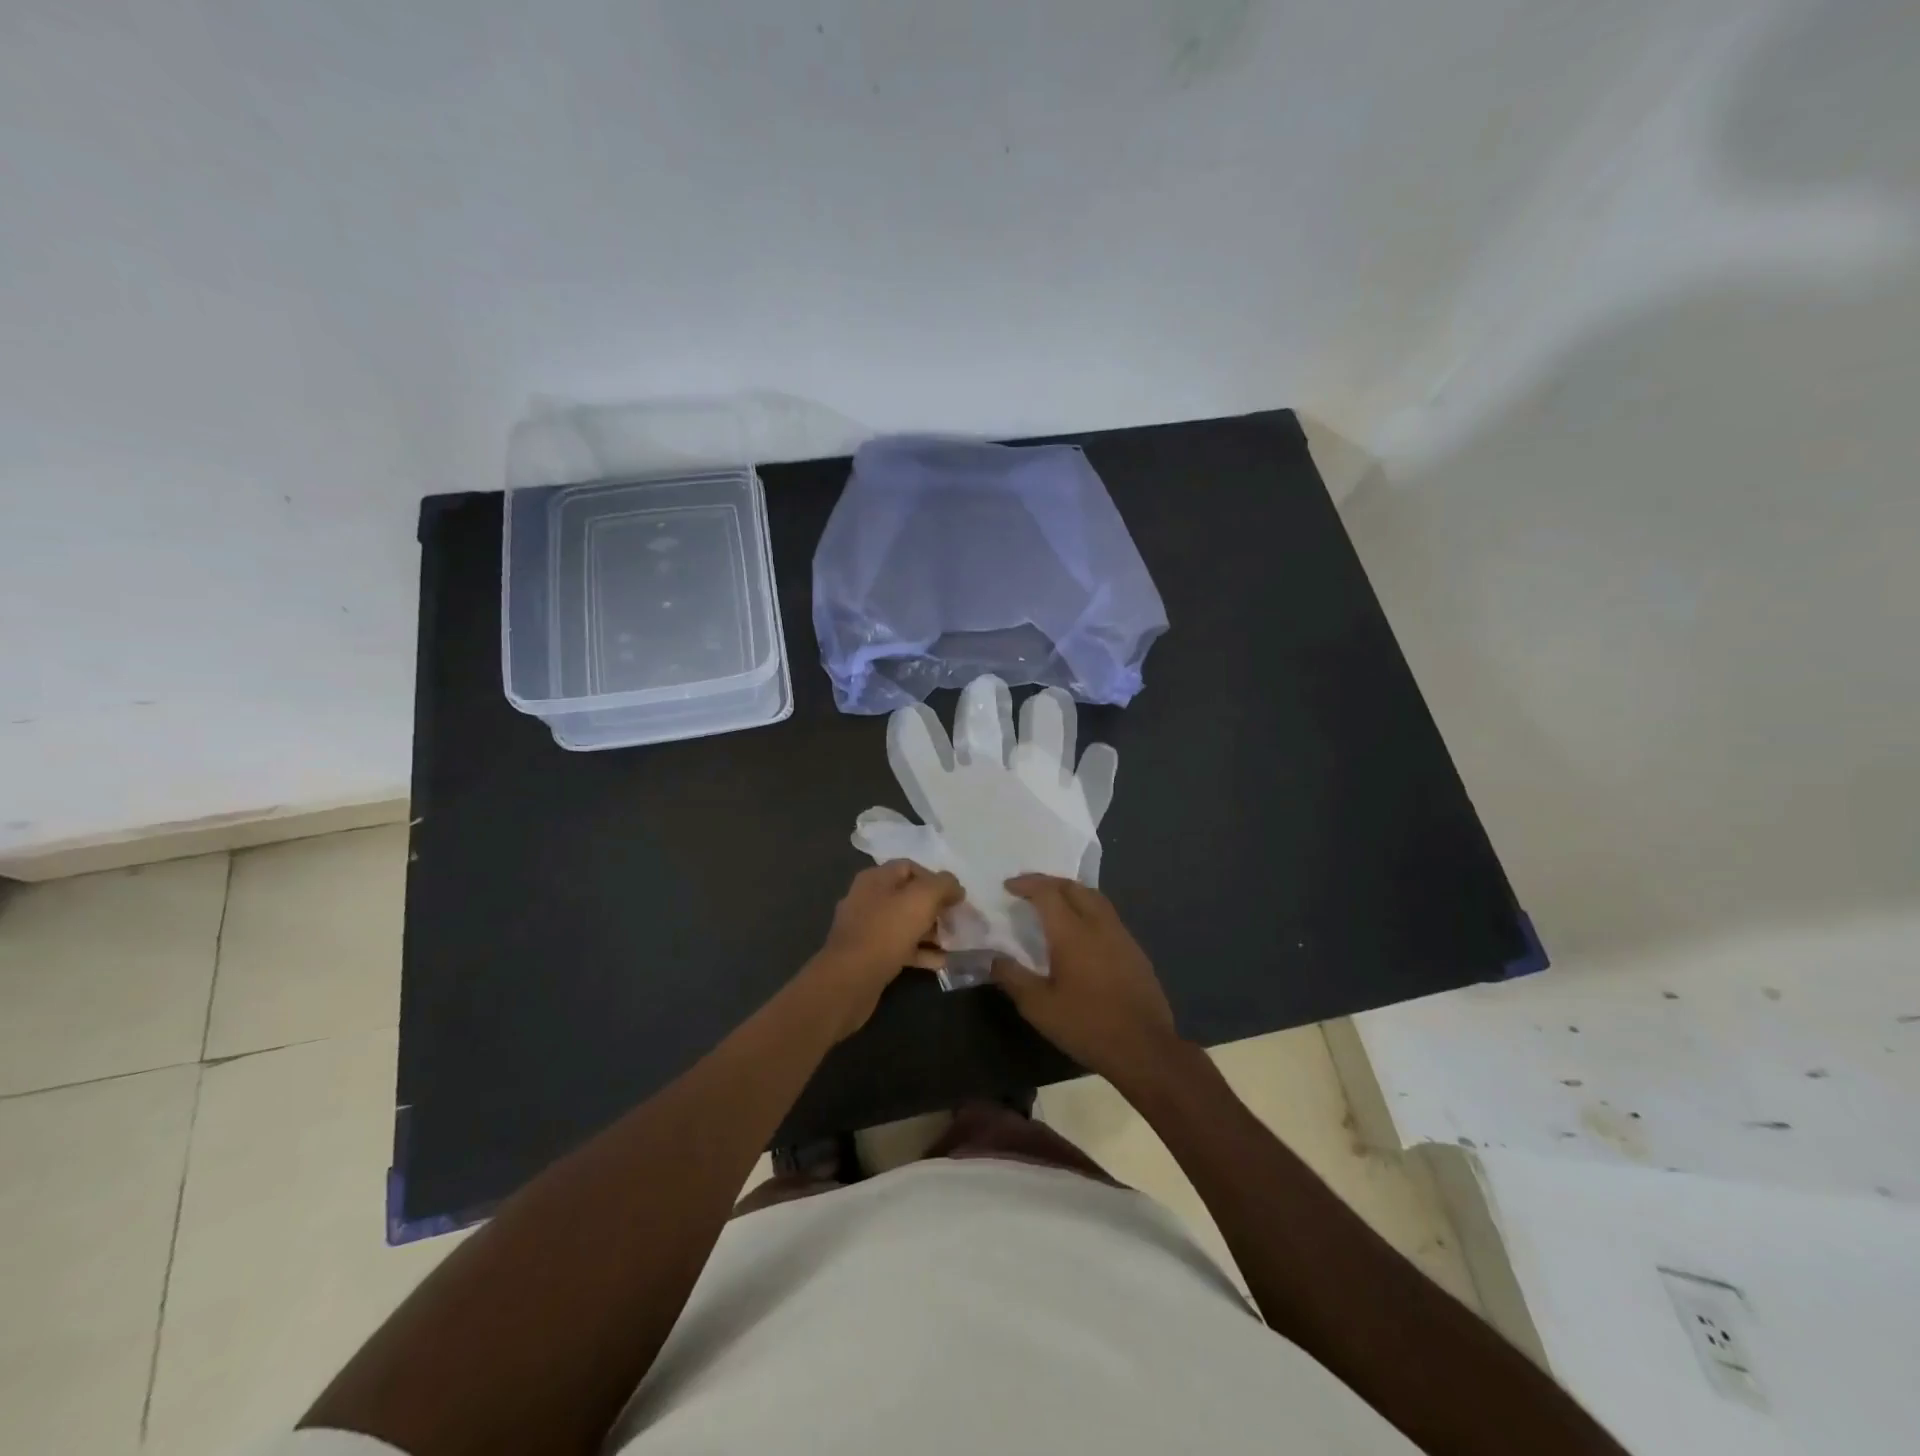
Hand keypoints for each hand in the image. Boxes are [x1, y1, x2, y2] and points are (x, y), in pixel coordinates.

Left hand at [807, 860, 963, 1038]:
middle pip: (908, 896)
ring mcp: (866, 928)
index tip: (955, 896)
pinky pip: (899, 947)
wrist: (850, 979)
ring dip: (931, 931)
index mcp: (876, 879)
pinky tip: (940, 962)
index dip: (935, 878)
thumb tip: (955, 886)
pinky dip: (920, 952)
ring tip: (953, 942)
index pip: (910, 867)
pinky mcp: (868, 955)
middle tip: (956, 921)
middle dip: (935, 907)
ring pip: (905, 923)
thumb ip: (943, 885)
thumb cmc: (886, 931)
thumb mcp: (922, 899)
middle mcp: (868, 898)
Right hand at [990, 874, 1182, 1085]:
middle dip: (1048, 882)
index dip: (1026, 883)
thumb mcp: (1039, 1008)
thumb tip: (994, 958)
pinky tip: (1081, 931)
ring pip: (1095, 898)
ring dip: (1071, 892)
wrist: (1144, 1048)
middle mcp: (1099, 924)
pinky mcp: (1135, 950)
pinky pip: (1108, 916)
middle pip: (1073, 887)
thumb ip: (1014, 978)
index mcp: (1072, 933)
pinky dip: (1088, 909)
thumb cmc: (1087, 1025)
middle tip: (1029, 889)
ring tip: (1054, 904)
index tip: (1008, 886)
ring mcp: (1121, 935)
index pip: (1047, 892)